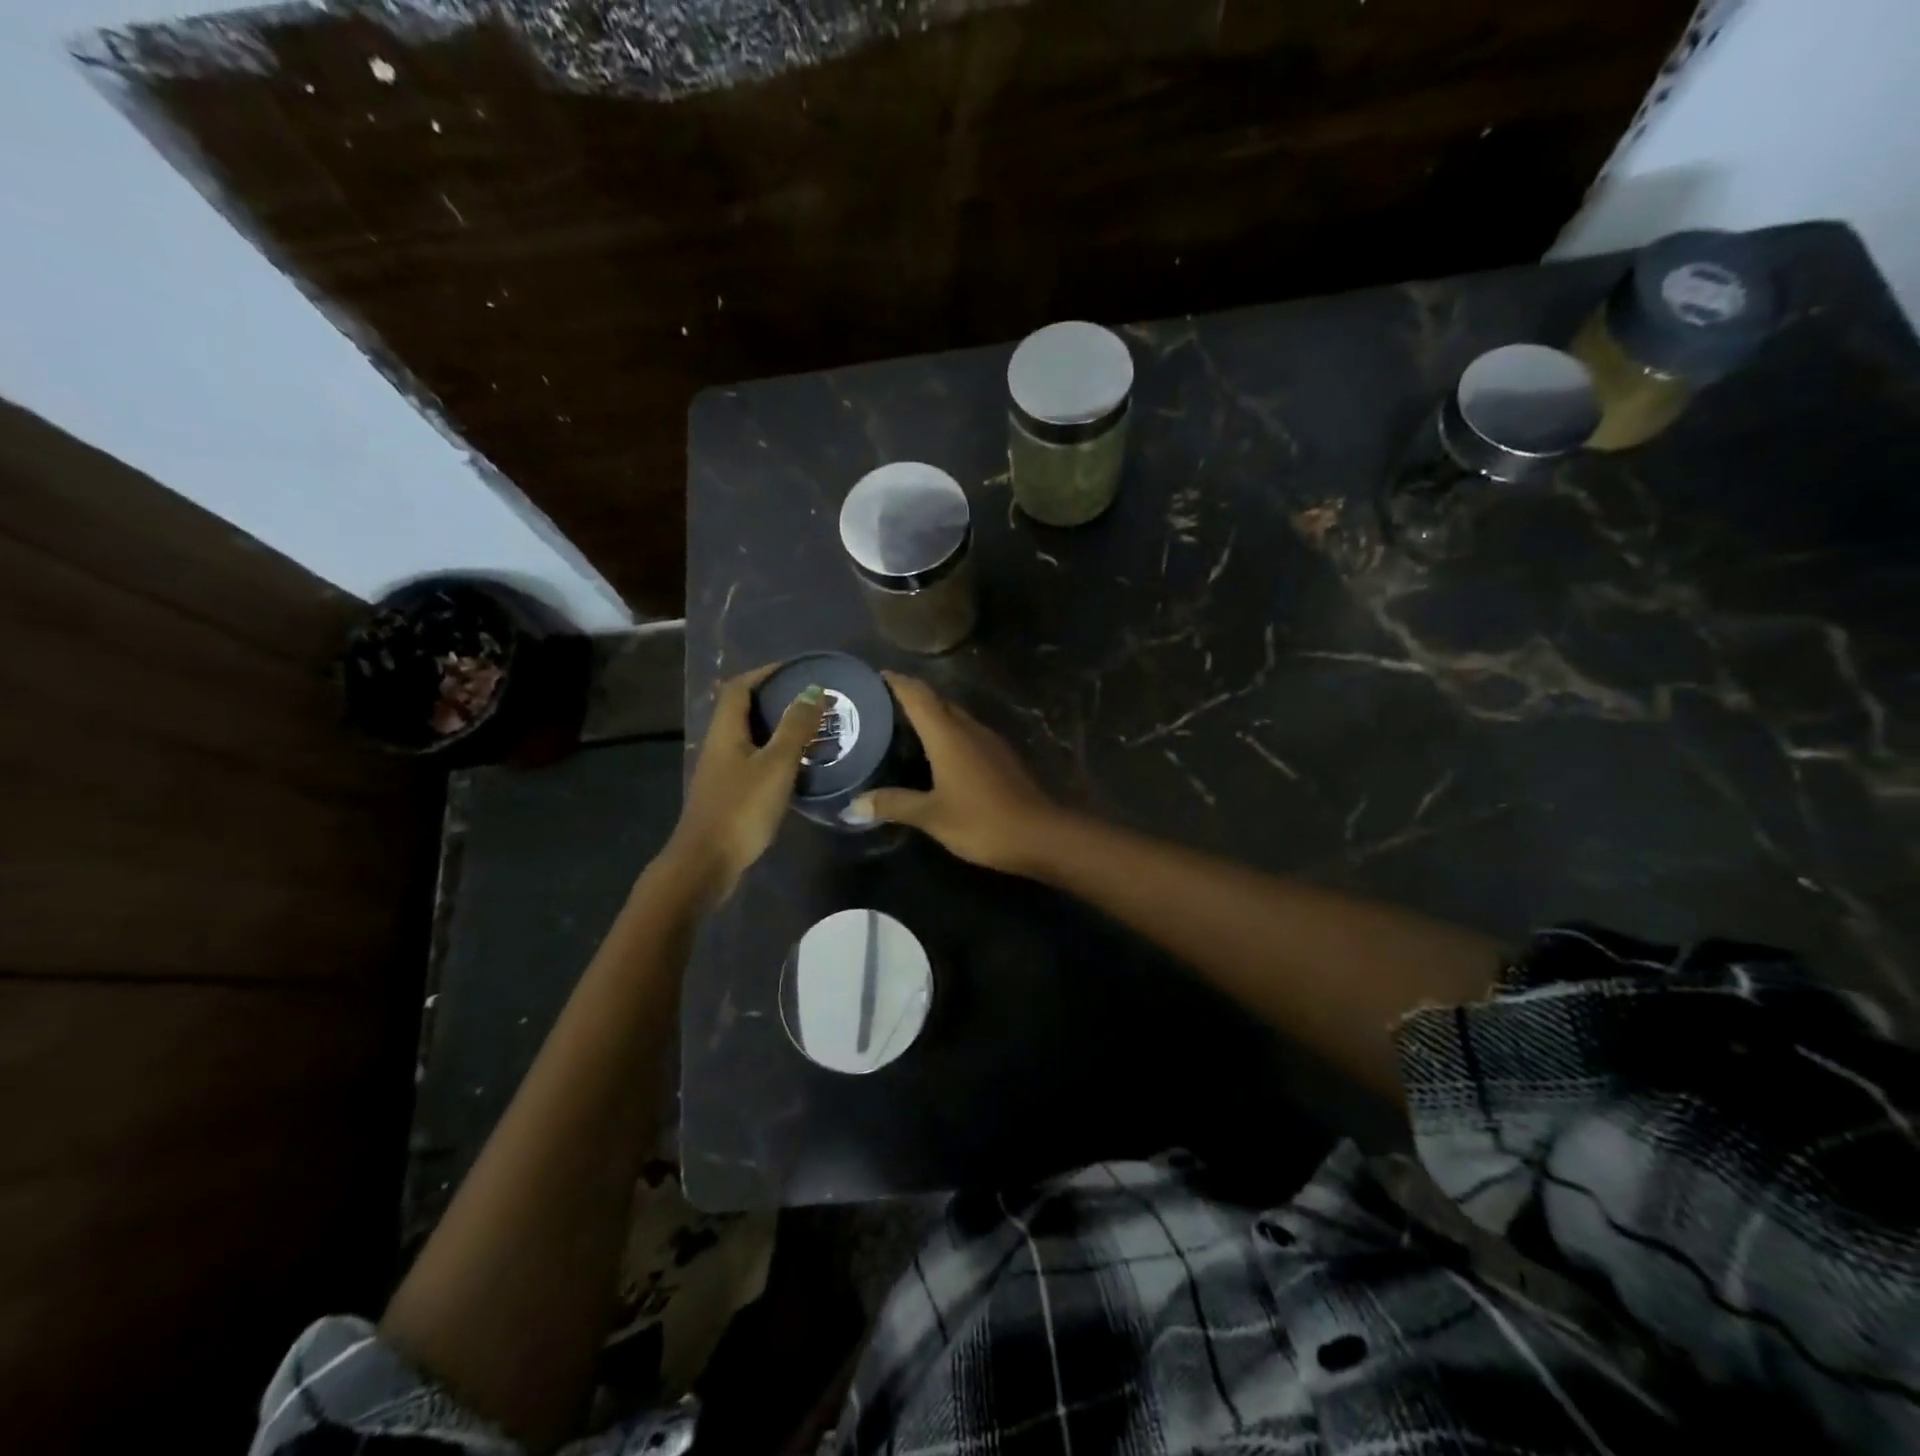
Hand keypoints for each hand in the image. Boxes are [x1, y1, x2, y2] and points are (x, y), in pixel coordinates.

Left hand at [664, 664, 826, 902]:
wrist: (706, 863)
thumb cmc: (741, 808)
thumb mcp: (776, 764)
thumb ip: (795, 727)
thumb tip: (812, 691)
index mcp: (725, 731)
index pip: (740, 687)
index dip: (765, 673)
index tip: (797, 670)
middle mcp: (719, 745)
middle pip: (744, 710)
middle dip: (776, 699)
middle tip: (812, 700)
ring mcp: (721, 772)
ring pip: (750, 737)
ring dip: (778, 728)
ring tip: (812, 730)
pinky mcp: (728, 794)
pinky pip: (754, 761)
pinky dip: (776, 755)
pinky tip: (798, 767)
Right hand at [853, 673, 1059, 873]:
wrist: (1040, 834)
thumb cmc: (981, 820)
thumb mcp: (932, 815)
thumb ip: (893, 804)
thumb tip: (852, 805)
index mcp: (948, 734)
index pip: (918, 695)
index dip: (897, 682)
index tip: (875, 676)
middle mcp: (969, 728)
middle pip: (937, 701)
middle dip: (911, 697)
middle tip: (881, 705)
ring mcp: (989, 741)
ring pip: (955, 716)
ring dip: (931, 715)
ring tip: (903, 726)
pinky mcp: (1001, 757)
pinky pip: (967, 733)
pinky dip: (947, 734)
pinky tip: (936, 753)